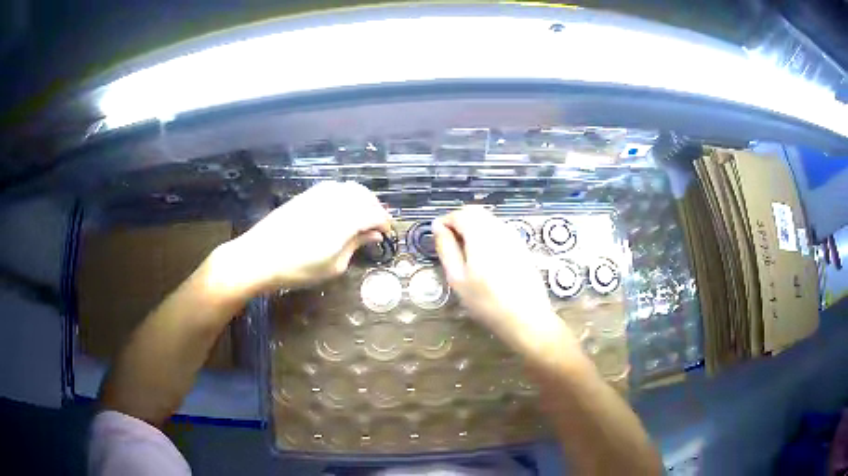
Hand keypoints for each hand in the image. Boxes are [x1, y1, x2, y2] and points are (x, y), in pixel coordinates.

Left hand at [213, 181, 391, 296]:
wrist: (259, 256)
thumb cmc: (298, 268)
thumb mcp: (334, 265)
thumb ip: (356, 245)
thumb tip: (374, 235)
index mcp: (346, 218)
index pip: (374, 214)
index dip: (385, 223)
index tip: (387, 234)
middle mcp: (335, 199)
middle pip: (364, 195)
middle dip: (375, 208)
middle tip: (377, 225)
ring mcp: (318, 193)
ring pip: (349, 188)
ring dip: (361, 199)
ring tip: (361, 217)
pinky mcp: (306, 194)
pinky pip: (333, 188)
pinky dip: (345, 196)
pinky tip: (341, 210)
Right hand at [434, 206, 574, 358]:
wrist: (526, 318)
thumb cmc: (486, 302)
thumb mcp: (457, 278)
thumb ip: (446, 248)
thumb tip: (438, 227)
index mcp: (481, 234)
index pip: (460, 214)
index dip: (445, 221)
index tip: (437, 237)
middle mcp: (499, 229)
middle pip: (476, 212)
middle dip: (459, 222)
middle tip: (450, 245)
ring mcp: (514, 236)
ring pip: (489, 220)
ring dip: (473, 228)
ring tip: (466, 255)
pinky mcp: (522, 247)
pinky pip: (500, 231)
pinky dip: (487, 236)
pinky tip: (485, 260)